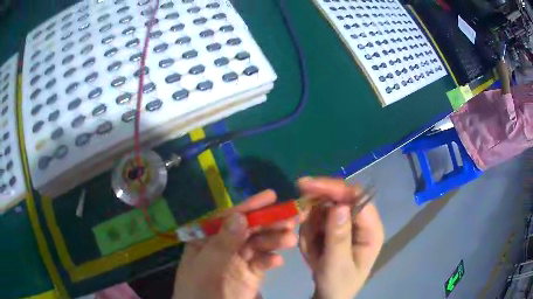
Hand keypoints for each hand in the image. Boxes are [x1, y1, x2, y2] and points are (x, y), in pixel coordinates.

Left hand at [173, 190, 297, 298]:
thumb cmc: (198, 289)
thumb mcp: (206, 265)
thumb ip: (222, 242)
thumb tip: (239, 216)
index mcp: (208, 238)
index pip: (229, 218)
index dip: (249, 207)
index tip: (271, 197)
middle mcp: (224, 245)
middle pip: (248, 229)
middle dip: (268, 222)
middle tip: (290, 217)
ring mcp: (239, 260)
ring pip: (258, 244)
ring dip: (274, 240)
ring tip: (290, 239)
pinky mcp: (251, 274)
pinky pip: (262, 262)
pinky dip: (270, 260)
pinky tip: (277, 261)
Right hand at [298, 177, 383, 298]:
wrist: (329, 295)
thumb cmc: (338, 284)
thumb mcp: (337, 265)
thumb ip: (338, 238)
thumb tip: (339, 206)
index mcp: (371, 229)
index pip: (357, 198)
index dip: (334, 189)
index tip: (307, 186)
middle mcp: (361, 221)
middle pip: (340, 197)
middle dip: (316, 204)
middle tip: (296, 210)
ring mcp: (346, 224)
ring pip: (324, 207)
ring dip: (310, 223)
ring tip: (311, 249)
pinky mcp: (334, 228)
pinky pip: (317, 219)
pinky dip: (308, 230)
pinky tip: (311, 250)